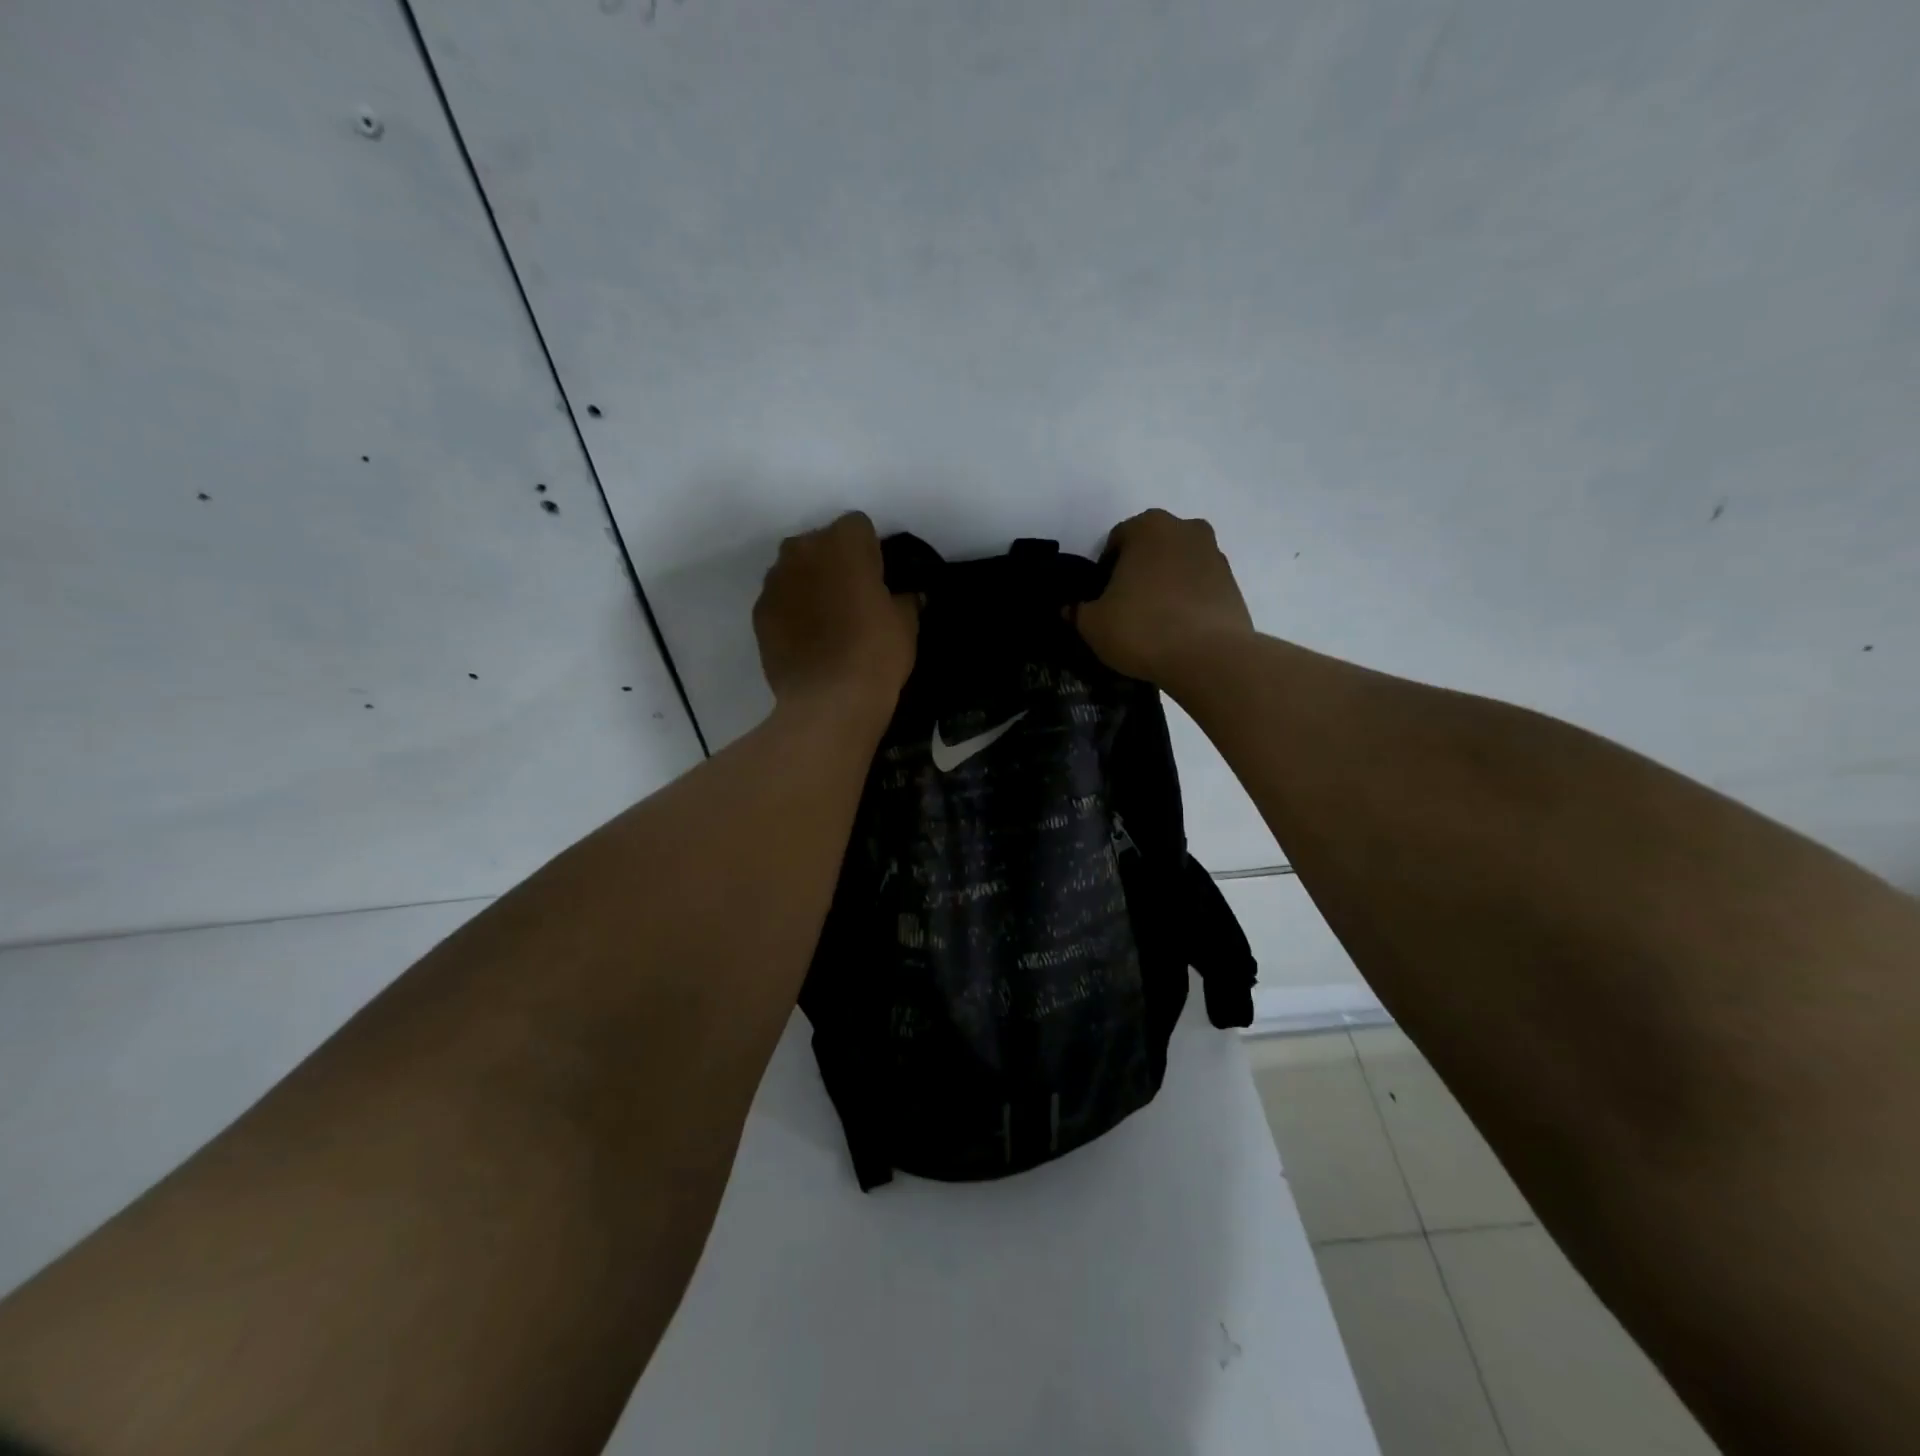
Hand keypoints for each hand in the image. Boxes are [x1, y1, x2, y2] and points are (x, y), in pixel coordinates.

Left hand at [754, 512, 917, 719]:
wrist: (829, 700)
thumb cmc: (876, 652)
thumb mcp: (906, 622)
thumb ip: (904, 598)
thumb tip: (905, 595)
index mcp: (843, 541)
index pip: (858, 527)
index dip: (870, 551)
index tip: (878, 580)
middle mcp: (802, 550)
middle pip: (821, 544)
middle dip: (834, 562)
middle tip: (853, 599)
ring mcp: (775, 581)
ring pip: (796, 570)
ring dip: (810, 584)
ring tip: (828, 622)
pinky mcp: (759, 613)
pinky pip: (780, 601)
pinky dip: (792, 611)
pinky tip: (808, 640)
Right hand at [1074, 509, 1254, 683]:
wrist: (1209, 657)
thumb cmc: (1142, 628)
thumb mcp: (1094, 624)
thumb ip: (1078, 611)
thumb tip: (1070, 609)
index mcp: (1149, 527)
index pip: (1117, 540)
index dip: (1105, 570)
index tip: (1102, 598)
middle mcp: (1186, 530)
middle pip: (1152, 549)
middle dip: (1138, 572)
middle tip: (1126, 607)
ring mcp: (1215, 556)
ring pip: (1179, 567)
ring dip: (1165, 585)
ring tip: (1154, 622)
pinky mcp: (1234, 585)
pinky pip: (1200, 589)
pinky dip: (1188, 602)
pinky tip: (1177, 631)